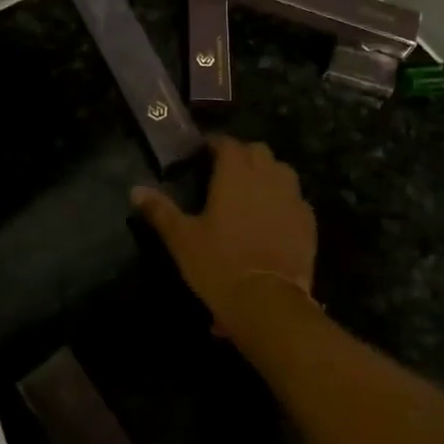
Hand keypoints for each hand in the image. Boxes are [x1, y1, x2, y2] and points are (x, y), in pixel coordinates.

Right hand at [132, 135, 316, 322]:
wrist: (268, 300)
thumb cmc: (219, 263)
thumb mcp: (182, 238)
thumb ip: (160, 210)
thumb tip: (135, 190)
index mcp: (235, 173)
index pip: (227, 143)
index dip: (215, 145)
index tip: (204, 153)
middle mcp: (267, 176)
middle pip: (258, 151)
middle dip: (243, 155)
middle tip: (226, 172)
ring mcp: (293, 197)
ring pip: (282, 171)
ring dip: (267, 173)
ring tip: (251, 192)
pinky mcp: (308, 221)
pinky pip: (296, 199)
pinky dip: (283, 201)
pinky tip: (272, 218)